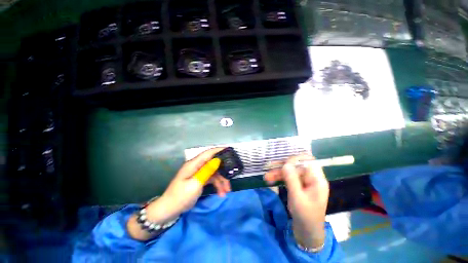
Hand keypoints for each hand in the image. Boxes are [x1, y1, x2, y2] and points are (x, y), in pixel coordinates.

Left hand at [148, 148, 231, 220]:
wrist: (169, 210)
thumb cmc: (181, 196)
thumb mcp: (195, 183)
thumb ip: (207, 170)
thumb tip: (218, 159)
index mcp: (194, 164)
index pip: (208, 153)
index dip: (219, 150)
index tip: (230, 151)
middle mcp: (197, 166)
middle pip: (214, 164)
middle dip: (223, 171)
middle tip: (231, 178)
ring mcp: (199, 173)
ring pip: (214, 173)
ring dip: (221, 181)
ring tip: (226, 191)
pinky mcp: (200, 180)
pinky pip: (212, 179)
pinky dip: (217, 185)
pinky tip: (221, 193)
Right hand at [264, 154, 328, 247]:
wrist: (306, 232)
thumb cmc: (305, 216)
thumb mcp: (297, 197)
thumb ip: (292, 179)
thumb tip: (286, 163)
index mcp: (317, 180)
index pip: (308, 161)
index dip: (296, 159)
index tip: (284, 162)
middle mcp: (311, 178)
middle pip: (296, 166)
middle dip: (282, 167)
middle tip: (270, 167)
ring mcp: (303, 182)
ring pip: (290, 171)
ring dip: (278, 173)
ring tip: (266, 176)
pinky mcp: (297, 186)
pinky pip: (288, 178)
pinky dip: (279, 178)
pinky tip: (270, 180)